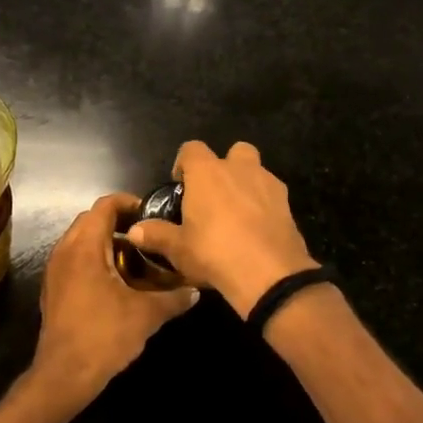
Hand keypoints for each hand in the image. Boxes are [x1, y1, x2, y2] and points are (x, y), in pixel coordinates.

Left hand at [33, 194, 198, 411]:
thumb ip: (173, 298)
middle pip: (91, 219)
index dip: (128, 202)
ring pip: (80, 240)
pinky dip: (94, 258)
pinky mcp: (53, 288)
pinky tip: (116, 281)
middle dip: (119, 222)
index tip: (151, 213)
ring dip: (105, 241)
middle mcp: (65, 250)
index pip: (104, 205)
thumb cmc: (104, 336)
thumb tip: (196, 291)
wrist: (64, 375)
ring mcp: (55, 270)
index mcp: (85, 247)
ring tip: (135, 259)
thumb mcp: (146, 315)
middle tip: (147, 236)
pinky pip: (74, 259)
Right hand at [127, 141, 315, 318]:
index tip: (181, 185)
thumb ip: (156, 235)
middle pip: (234, 150)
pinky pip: (272, 194)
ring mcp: (268, 184)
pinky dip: (264, 205)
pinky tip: (256, 229)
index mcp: (207, 172)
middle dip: (225, 166)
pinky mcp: (287, 204)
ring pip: (257, 170)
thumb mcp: (178, 249)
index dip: (184, 163)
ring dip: (247, 183)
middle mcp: (239, 169)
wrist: (269, 274)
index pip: (192, 148)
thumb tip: (134, 231)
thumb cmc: (214, 253)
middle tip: (214, 195)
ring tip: (237, 214)